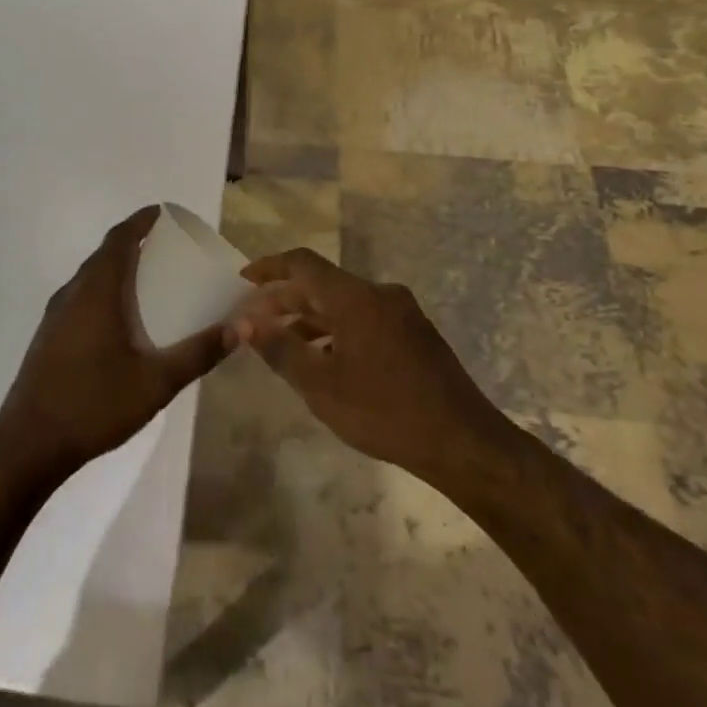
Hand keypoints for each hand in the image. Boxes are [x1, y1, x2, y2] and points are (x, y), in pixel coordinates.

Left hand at [0, 207, 227, 484]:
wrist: (28, 445)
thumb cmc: (94, 405)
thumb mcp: (156, 382)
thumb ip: (199, 353)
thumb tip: (241, 327)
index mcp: (96, 291)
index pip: (119, 239)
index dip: (140, 221)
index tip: (164, 213)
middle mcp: (72, 293)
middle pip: (104, 254)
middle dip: (133, 243)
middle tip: (167, 247)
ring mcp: (55, 315)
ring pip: (90, 276)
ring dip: (117, 267)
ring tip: (149, 278)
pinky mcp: (49, 336)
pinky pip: (81, 296)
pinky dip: (104, 290)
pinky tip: (121, 319)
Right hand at [231, 248, 506, 480]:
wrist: (463, 442)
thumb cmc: (385, 412)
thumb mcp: (321, 386)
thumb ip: (280, 348)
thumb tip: (244, 321)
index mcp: (355, 297)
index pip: (303, 264)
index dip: (270, 267)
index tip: (243, 280)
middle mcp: (379, 294)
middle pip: (322, 284)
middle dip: (285, 299)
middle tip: (254, 322)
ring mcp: (401, 312)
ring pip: (344, 303)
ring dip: (310, 318)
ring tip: (282, 344)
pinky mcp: (414, 333)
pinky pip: (364, 318)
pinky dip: (336, 329)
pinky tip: (325, 360)